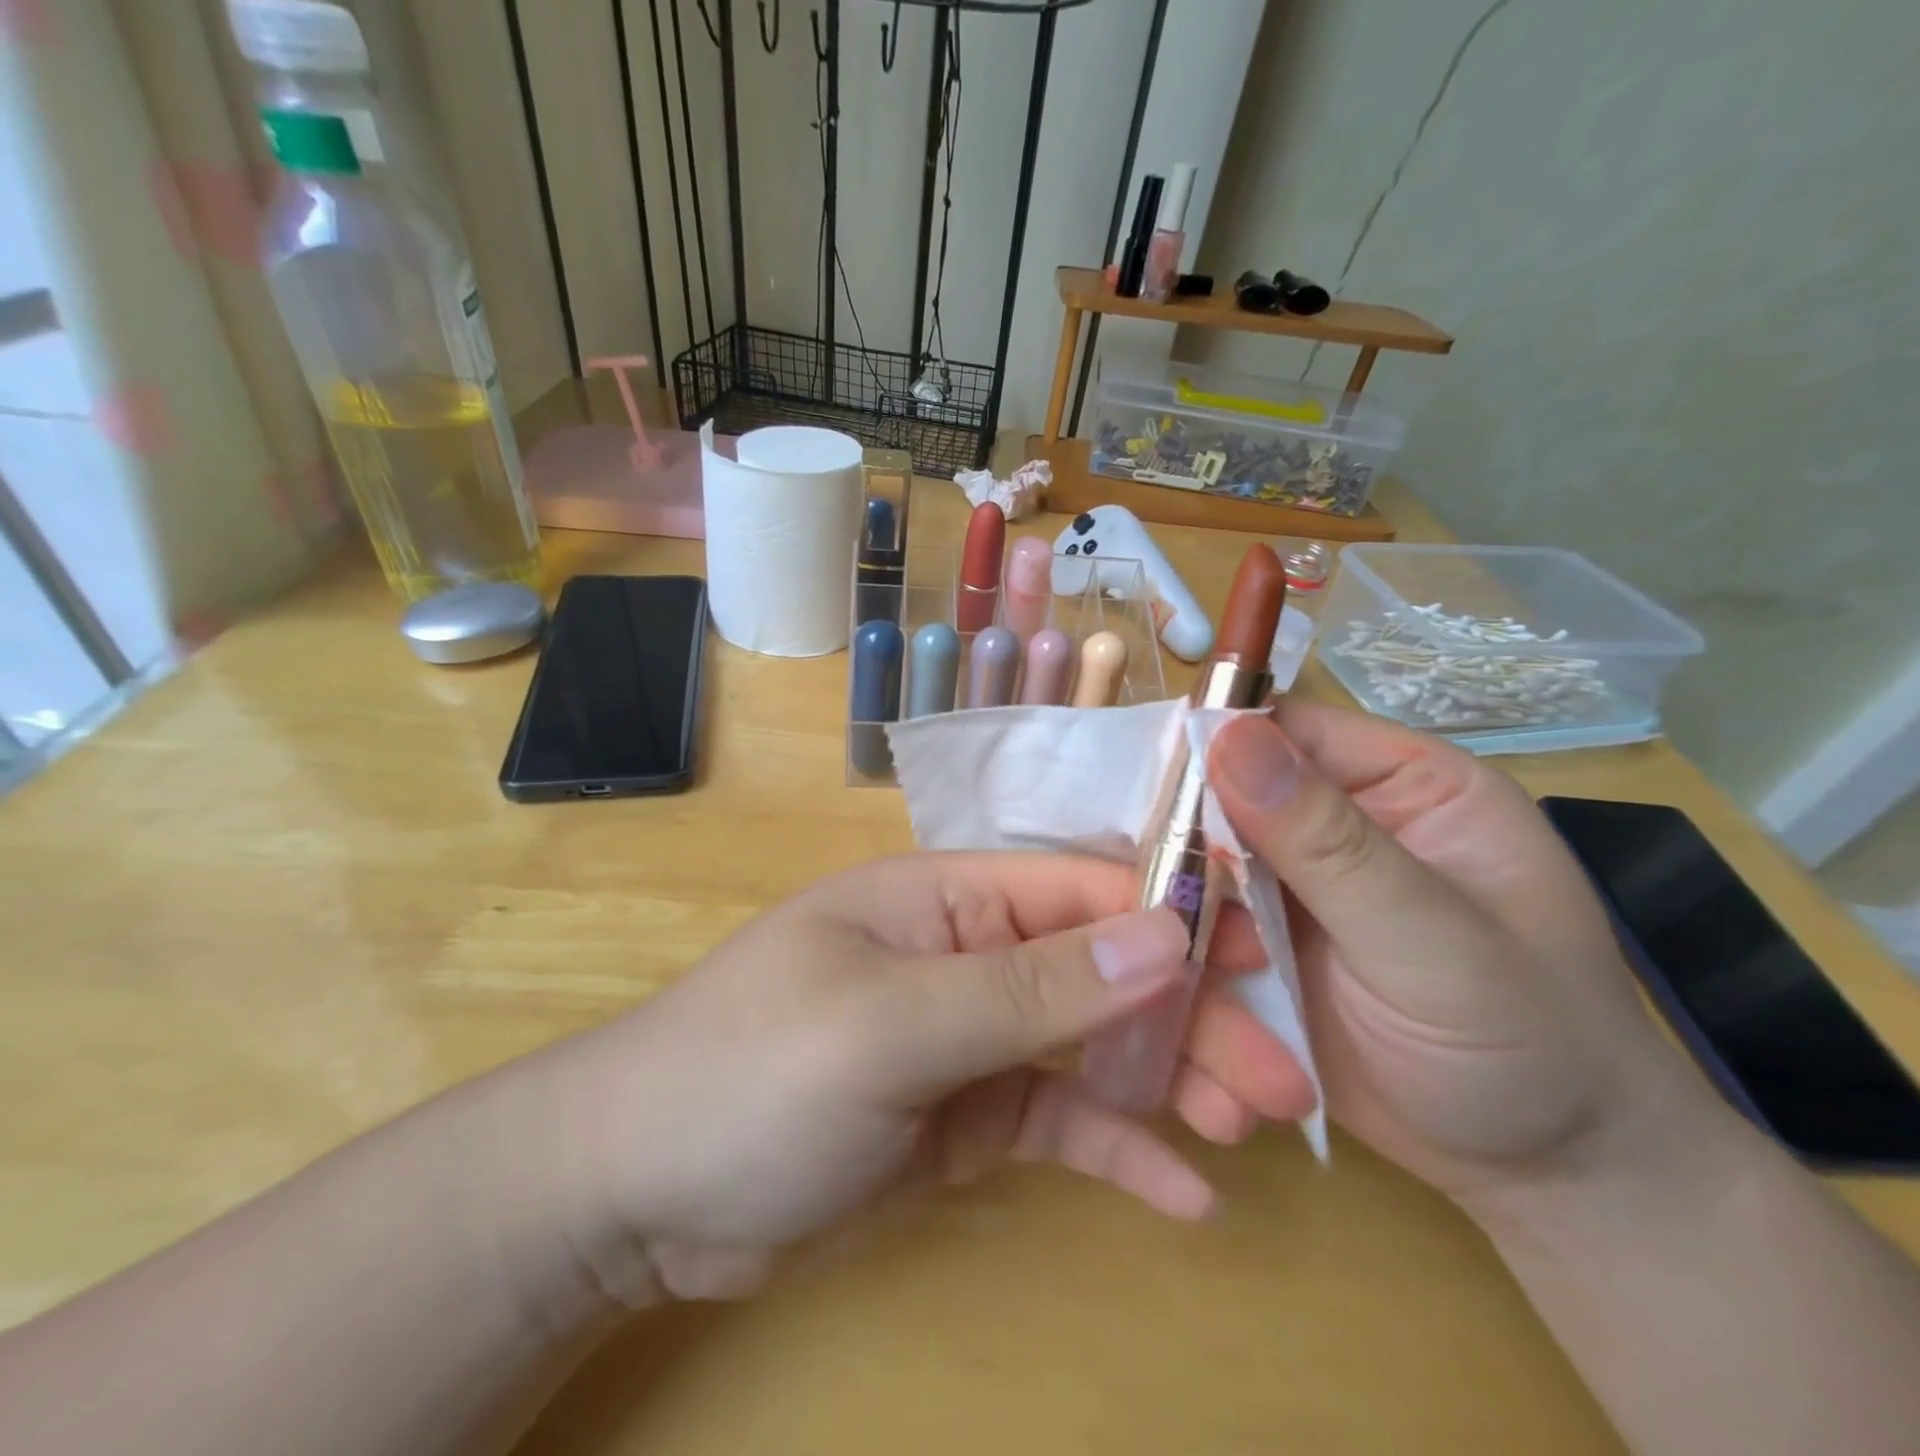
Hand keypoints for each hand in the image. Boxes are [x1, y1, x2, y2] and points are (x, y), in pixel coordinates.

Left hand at [541, 853, 1315, 1302]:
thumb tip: (1161, 934)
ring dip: (1171, 1080)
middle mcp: (972, 952)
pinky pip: (1060, 1119)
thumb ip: (1027, 986)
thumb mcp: (893, 1025)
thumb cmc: (754, 1073)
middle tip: (1283, 1078)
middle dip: (1191, 1012)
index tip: (1263, 953)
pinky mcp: (968, 1114)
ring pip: (1094, 1045)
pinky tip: (1183, 1195)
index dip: (1172, 911)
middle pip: (1102, 969)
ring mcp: (973, 1035)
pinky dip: (1119, 1148)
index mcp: (949, 899)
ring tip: (1250, 1129)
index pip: (1081, 887)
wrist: (641, 1192)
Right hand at [1207, 701, 1702, 1209]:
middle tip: (1160, 919)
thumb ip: (1330, 843)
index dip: (1210, 751)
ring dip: (1179, 930)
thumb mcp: (1436, 943)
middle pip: (1219, 800)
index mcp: (1399, 785)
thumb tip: (1225, 734)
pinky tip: (1190, 1032)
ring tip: (1204, 1006)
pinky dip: (1181, 976)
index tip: (1148, 801)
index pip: (1283, 731)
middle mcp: (1334, 824)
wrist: (1545, 1180)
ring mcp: (1288, 890)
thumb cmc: (1532, 1048)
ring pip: (1193, 873)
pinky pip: (1194, 936)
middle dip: (1184, 856)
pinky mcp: (1258, 949)